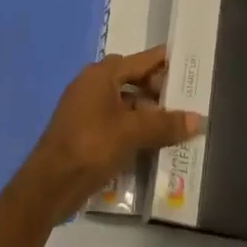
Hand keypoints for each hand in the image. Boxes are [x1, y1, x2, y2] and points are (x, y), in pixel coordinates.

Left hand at [14, 46, 202, 222]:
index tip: (188, 64)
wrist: (48, 185)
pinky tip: (151, 144)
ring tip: (174, 126)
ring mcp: (86, 108)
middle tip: (186, 102)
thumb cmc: (91, 146)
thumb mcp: (132, 133)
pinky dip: (133, 128)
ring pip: (124, 103)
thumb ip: (165, 124)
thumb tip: (198, 118)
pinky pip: (115, 121)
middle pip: (133, 81)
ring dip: (147, 113)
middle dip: (158, 92)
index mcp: (102, 74)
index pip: (141, 60)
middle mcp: (93, 84)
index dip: (165, 62)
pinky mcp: (84, 131)